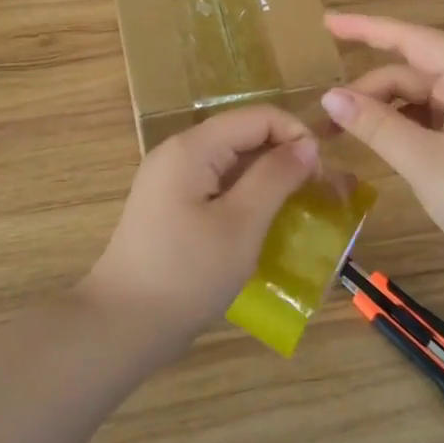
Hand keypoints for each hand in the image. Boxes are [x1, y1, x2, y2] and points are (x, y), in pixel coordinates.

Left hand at [80, 105, 319, 350]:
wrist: (123, 325)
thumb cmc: (187, 274)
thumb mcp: (241, 224)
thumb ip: (276, 177)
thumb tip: (307, 144)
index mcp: (193, 147)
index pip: (258, 117)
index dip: (295, 136)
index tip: (320, 176)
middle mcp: (179, 153)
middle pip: (243, 135)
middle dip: (284, 158)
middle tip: (316, 197)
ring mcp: (171, 180)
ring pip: (232, 162)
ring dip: (267, 180)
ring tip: (296, 212)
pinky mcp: (171, 206)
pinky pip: (217, 186)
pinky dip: (246, 198)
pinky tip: (263, 226)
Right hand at [320, 12, 443, 296]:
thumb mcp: (426, 163)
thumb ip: (377, 125)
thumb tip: (329, 96)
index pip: (414, 40)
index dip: (368, 28)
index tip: (327, 22)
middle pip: (415, 72)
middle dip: (370, 87)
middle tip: (327, 115)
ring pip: (422, 97)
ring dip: (384, 109)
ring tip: (345, 131)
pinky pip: (433, 119)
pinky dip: (403, 126)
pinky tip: (380, 142)